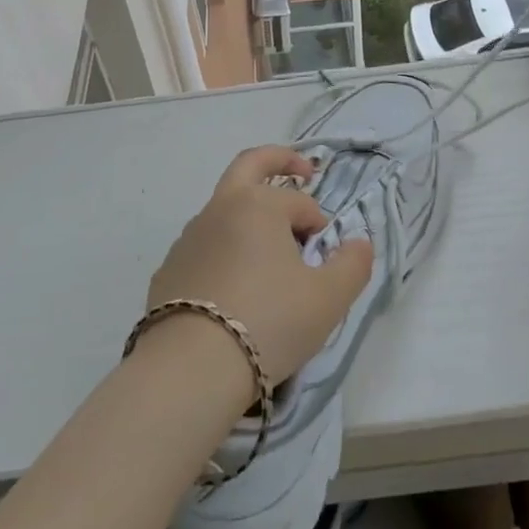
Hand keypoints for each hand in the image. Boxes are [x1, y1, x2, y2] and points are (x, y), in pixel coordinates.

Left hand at [145, 146, 373, 388]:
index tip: (324, 258)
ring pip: (226, 212)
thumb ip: (353, 264)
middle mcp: (220, 208)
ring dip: (251, 219)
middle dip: (280, 160)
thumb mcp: (328, 299)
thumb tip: (359, 243)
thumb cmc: (268, 322)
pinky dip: (225, 253)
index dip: (319, 225)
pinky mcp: (169, 269)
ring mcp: (189, 237)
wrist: (190, 369)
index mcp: (258, 204)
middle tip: (302, 170)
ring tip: (269, 261)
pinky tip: (234, 290)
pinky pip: (206, 248)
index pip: (300, 202)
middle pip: (250, 165)